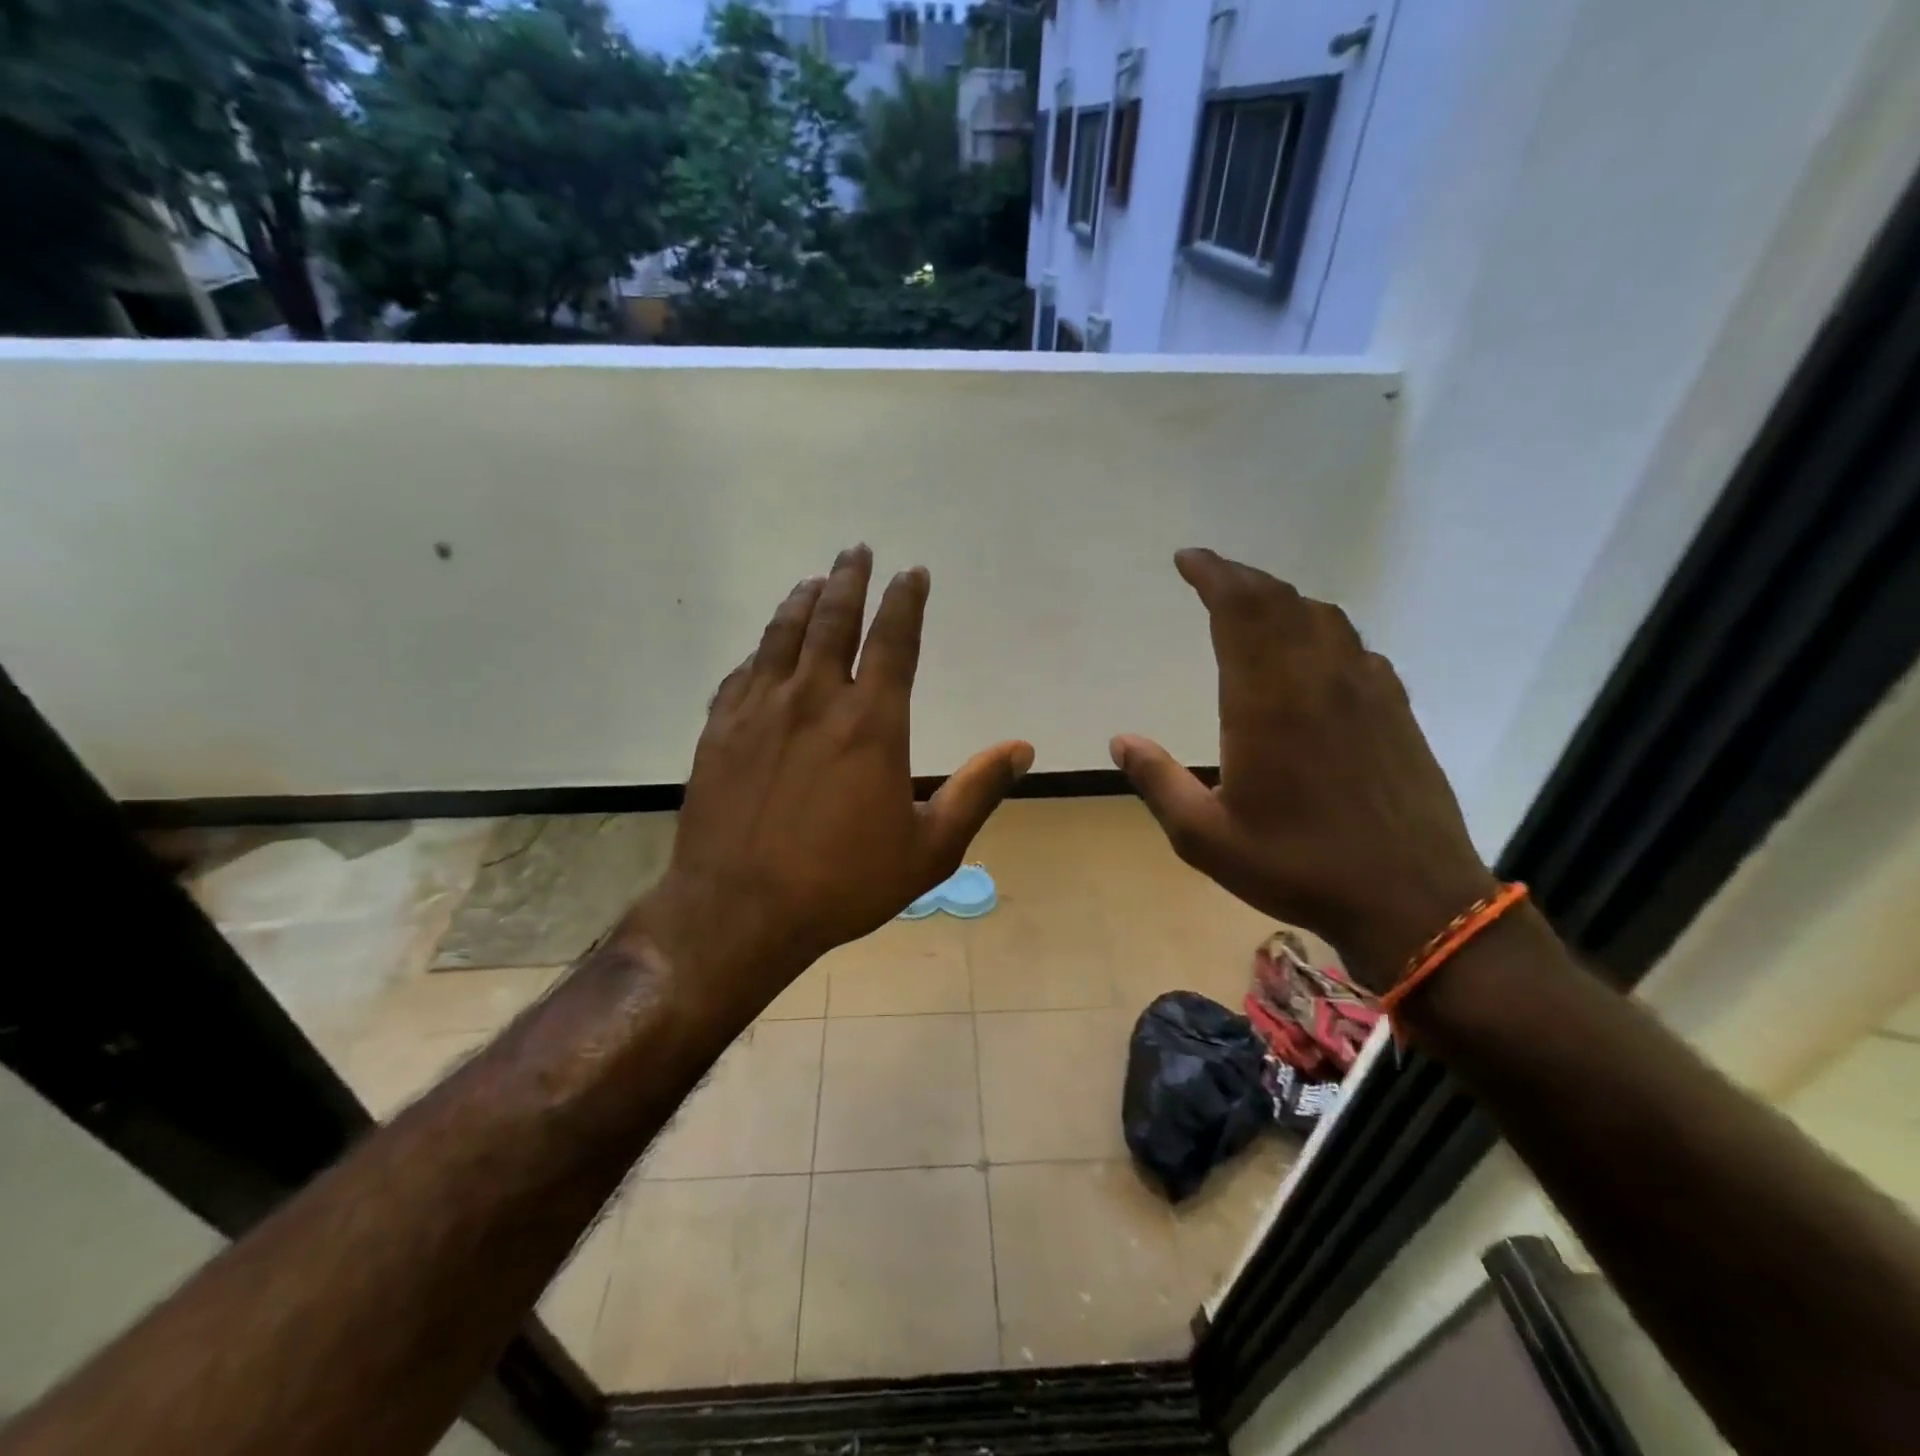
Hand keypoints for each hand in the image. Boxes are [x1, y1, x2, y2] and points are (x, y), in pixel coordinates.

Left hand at [643, 545, 1033, 1014]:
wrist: (740, 911)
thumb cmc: (843, 883)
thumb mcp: (929, 848)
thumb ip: (976, 792)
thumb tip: (1021, 749)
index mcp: (871, 722)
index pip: (894, 639)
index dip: (906, 600)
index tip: (912, 573)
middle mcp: (815, 699)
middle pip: (833, 619)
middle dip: (849, 579)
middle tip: (857, 550)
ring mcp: (760, 710)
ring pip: (783, 635)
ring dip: (802, 601)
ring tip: (813, 580)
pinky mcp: (720, 730)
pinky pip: (743, 673)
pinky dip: (761, 651)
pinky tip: (765, 649)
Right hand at [1110, 549, 1495, 994]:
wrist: (1413, 899)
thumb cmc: (1298, 866)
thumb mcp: (1205, 837)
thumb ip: (1158, 782)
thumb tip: (1120, 740)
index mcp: (1267, 700)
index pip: (1241, 609)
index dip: (1213, 574)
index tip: (1187, 560)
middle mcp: (1319, 679)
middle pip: (1281, 601)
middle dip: (1241, 579)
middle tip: (1211, 575)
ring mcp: (1367, 690)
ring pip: (1324, 618)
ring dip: (1283, 602)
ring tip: (1254, 610)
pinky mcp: (1397, 710)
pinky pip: (1355, 648)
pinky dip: (1322, 633)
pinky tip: (1313, 658)